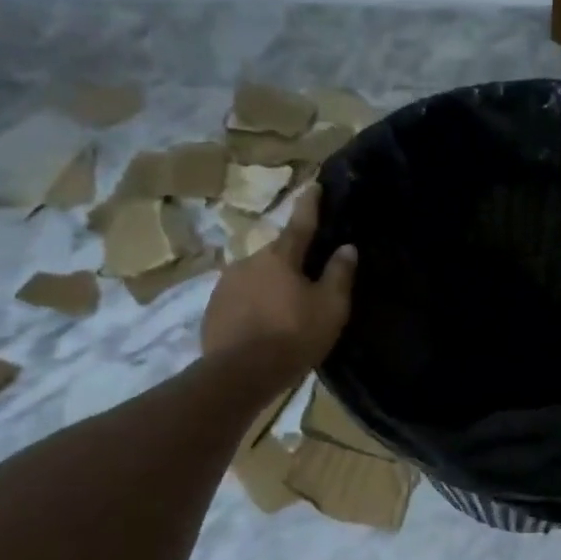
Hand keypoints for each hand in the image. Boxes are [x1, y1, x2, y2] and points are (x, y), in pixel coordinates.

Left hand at [201, 184, 356, 382]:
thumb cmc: (293, 336)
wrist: (239, 374)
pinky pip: (240, 298)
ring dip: (271, 286)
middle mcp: (249, 261)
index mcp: (280, 257)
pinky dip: (254, 305)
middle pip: (277, 254)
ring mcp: (226, 284)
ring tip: (284, 310)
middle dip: (291, 261)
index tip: (314, 185)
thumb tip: (347, 247)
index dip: (310, 204)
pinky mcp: (213, 309)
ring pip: (257, 277)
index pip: (300, 223)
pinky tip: (262, 325)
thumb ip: (339, 274)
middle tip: (307, 279)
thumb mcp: (330, 307)